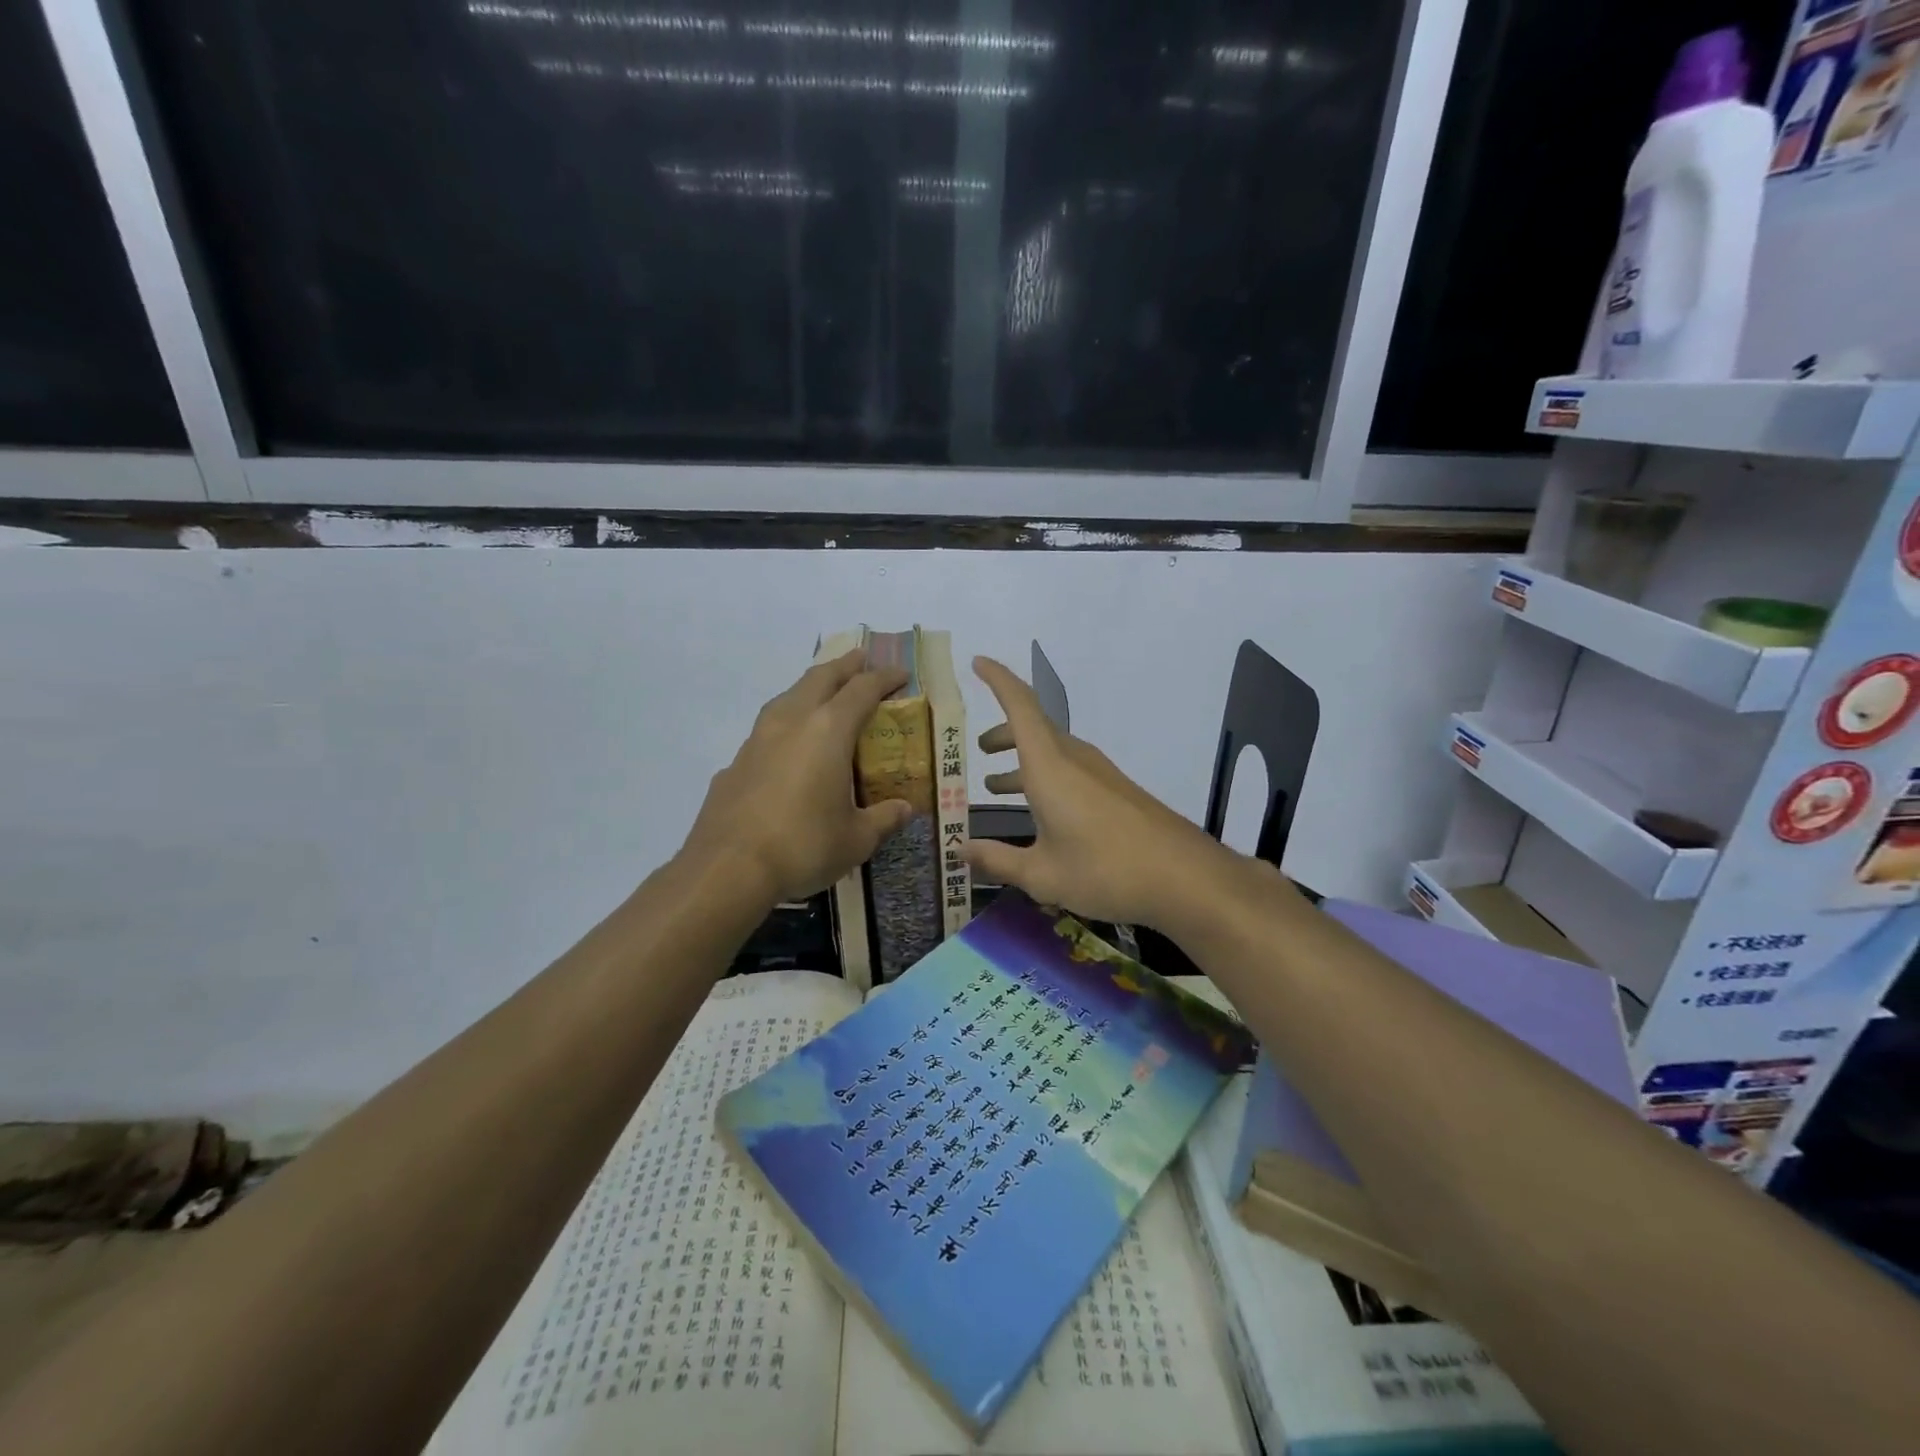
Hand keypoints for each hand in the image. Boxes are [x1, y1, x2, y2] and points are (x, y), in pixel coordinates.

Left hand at [683, 651, 914, 903]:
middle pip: (820, 678)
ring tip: (824, 694)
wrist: (726, 869)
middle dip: (845, 666)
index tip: (901, 674)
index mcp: (828, 731)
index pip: (862, 689)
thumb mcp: (856, 839)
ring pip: (788, 697)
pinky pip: (767, 729)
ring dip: (810, 688)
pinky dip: (787, 724)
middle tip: (862, 661)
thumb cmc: (803, 846)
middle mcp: (792, 722)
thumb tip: (905, 808)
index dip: (884, 678)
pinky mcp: (736, 762)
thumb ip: (884, 819)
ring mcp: (757, 739)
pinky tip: (789, 747)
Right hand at [962, 657, 1238, 929]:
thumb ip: (997, 860)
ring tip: (998, 785)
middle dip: (1003, 734)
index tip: (978, 663)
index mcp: (1049, 767)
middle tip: (980, 750)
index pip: (1020, 706)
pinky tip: (1043, 815)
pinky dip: (1045, 778)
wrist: (1185, 878)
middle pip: (1033, 729)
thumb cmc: (1105, 870)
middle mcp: (1074, 759)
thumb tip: (960, 851)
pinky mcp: (1116, 791)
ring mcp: (1100, 774)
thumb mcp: (1042, 875)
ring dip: (1023, 760)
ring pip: (1052, 752)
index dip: (998, 680)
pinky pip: (1070, 770)